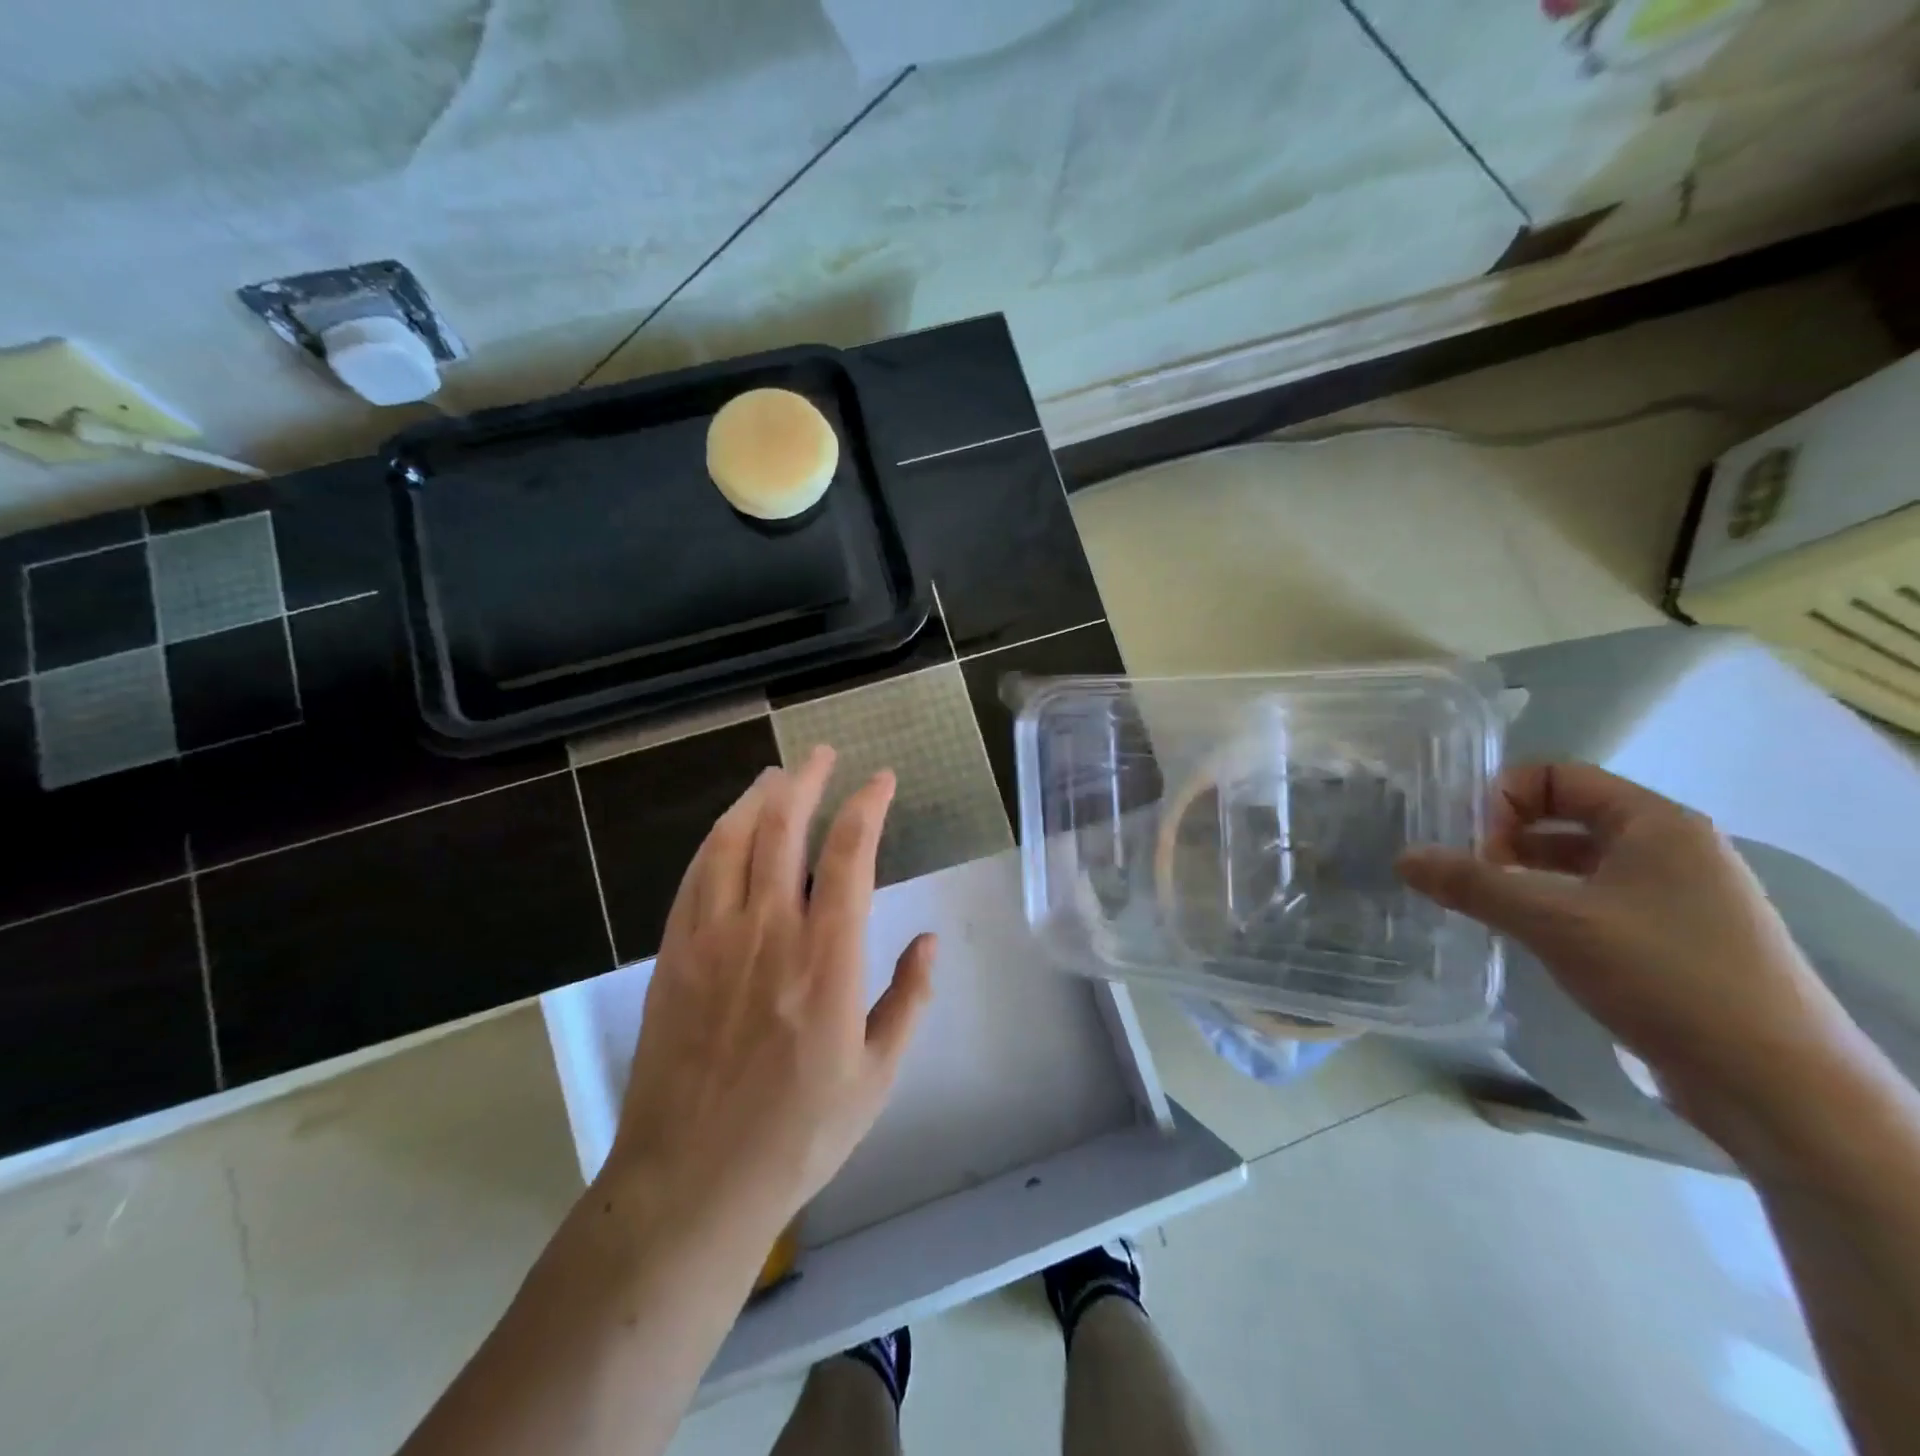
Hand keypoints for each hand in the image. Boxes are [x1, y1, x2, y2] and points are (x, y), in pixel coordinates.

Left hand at [606, 746, 936, 1239]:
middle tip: (822, 754)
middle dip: (807, 780)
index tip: (881, 781)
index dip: (867, 806)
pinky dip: (717, 839)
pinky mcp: (675, 954)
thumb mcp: (876, 1076)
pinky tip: (728, 828)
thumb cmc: (797, 1134)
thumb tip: (932, 942)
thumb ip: (909, 1000)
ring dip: (759, 798)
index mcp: (827, 959)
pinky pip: (695, 875)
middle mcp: (769, 931)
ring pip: (733, 840)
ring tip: (777, 775)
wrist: (693, 1180)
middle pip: (784, 828)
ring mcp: (714, 938)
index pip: (849, 854)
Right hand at [1395, 762, 1859, 1143]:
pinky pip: (1596, 901)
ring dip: (1525, 875)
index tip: (1470, 845)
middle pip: (1566, 816)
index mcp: (1656, 823)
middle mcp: (1673, 848)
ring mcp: (1679, 897)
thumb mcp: (1553, 920)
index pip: (1557, 776)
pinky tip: (1526, 936)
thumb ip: (1472, 883)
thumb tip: (1403, 858)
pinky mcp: (1676, 941)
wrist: (1776, 1086)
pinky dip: (1552, 906)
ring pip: (1579, 863)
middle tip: (1468, 875)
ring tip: (1484, 905)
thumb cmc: (1665, 976)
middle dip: (1507, 837)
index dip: (1502, 799)